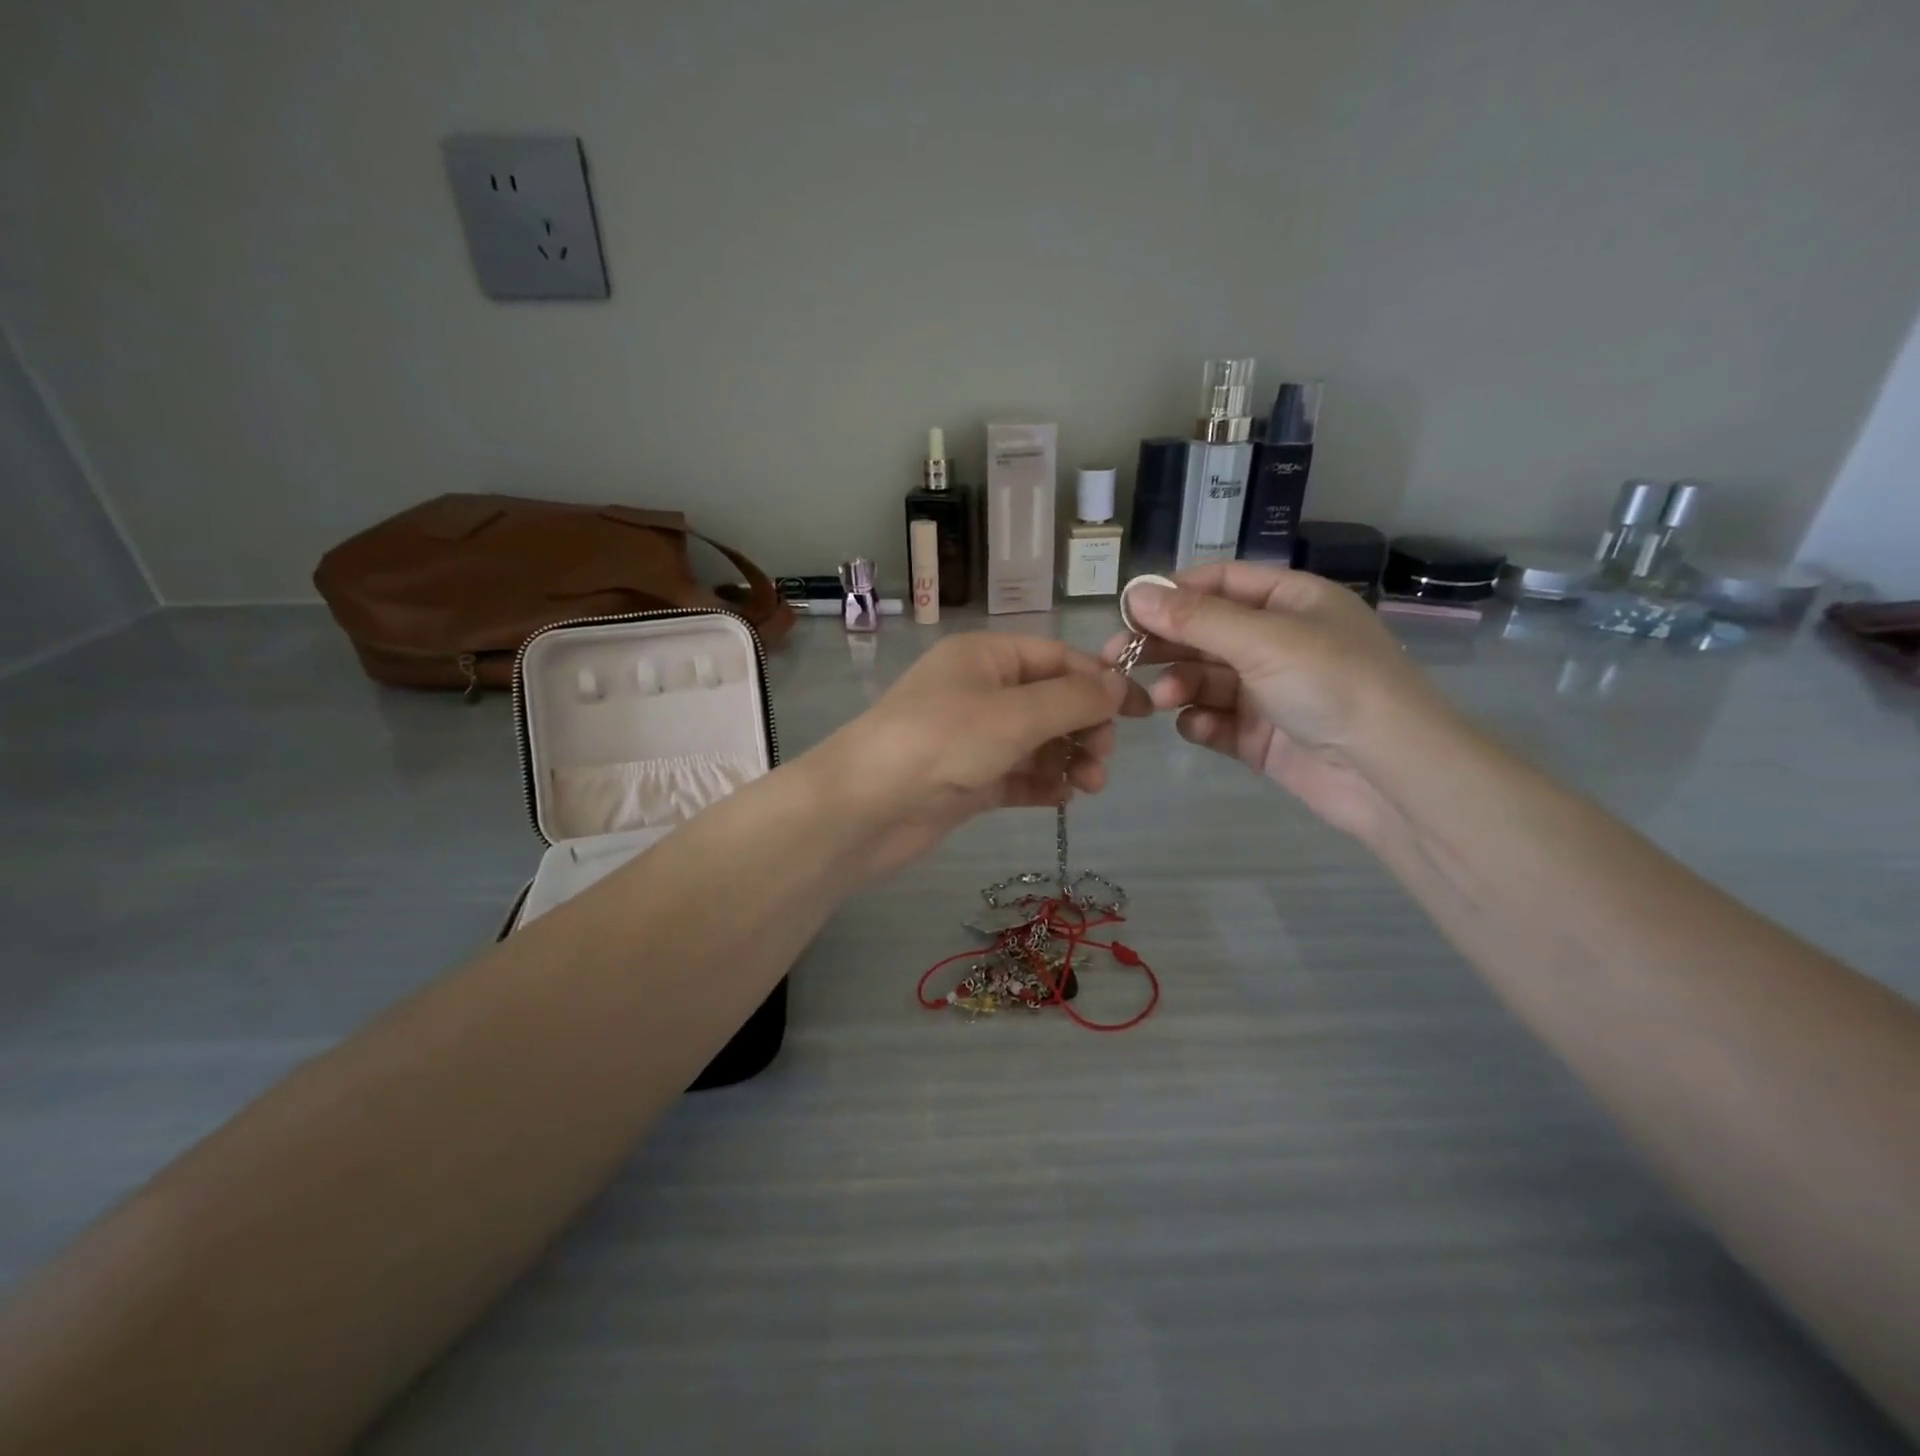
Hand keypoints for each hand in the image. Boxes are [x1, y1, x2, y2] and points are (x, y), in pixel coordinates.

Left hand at [806, 633, 1150, 881]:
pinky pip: (1017, 774)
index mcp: (986, 657)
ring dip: (1069, 759)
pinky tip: (1063, 798)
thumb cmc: (941, 743)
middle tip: (1102, 759)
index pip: (1058, 658)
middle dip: (1084, 727)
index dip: (1101, 681)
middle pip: (1051, 701)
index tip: (1142, 712)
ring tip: (1089, 785)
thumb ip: (1073, 699)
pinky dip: (1042, 783)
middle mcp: (979, 691)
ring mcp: (971, 738)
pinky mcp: (966, 780)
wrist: (864, 808)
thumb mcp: (1015, 713)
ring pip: (1037, 741)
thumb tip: (1119, 683)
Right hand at [1105, 563, 1451, 842]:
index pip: (1219, 584)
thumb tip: (1134, 592)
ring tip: (1159, 700)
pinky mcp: (1261, 736)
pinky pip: (1216, 720)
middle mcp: (1278, 641)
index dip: (1172, 594)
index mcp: (1291, 602)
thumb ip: (1195, 618)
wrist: (1388, 773)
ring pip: (1205, 679)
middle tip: (1117, 658)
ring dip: (1178, 685)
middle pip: (1205, 633)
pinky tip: (1194, 727)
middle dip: (1163, 644)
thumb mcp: (1262, 640)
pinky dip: (1199, 722)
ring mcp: (1269, 691)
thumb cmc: (1332, 684)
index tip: (1127, 611)